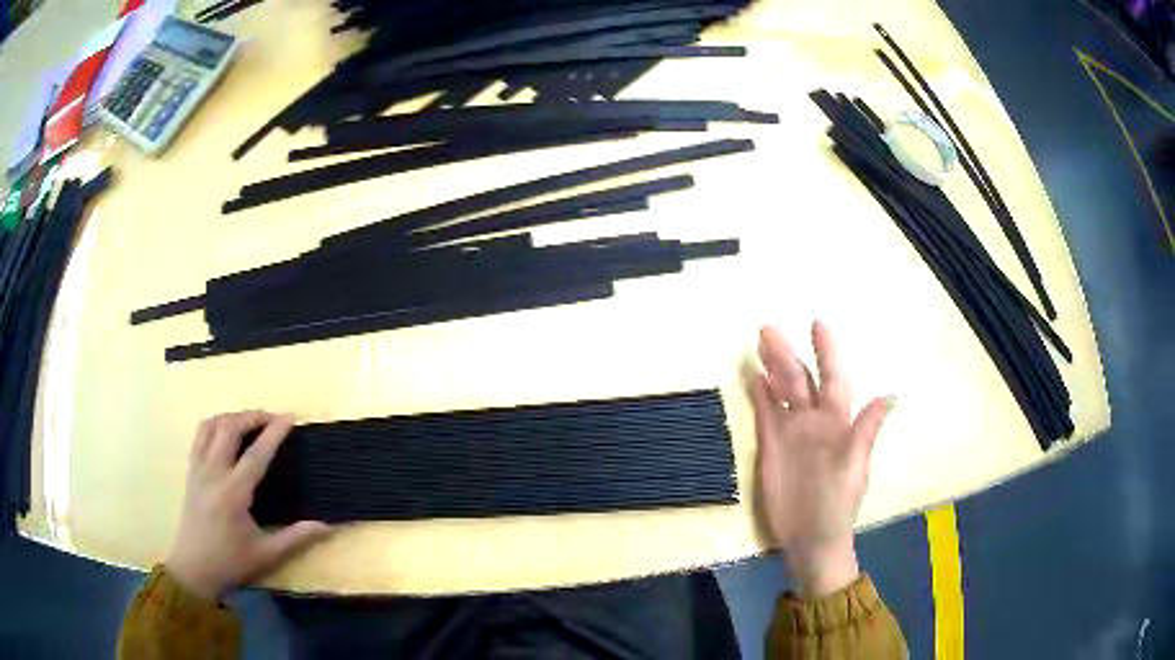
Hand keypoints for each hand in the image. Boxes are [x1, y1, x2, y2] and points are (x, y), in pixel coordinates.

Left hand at [166, 412, 329, 600]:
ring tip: (249, 423)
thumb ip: (296, 538)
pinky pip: (199, 436)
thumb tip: (326, 527)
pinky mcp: (190, 472)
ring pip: (211, 426)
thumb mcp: (267, 555)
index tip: (290, 417)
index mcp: (233, 493)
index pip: (256, 454)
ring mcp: (198, 469)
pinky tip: (225, 434)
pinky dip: (214, 425)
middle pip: (230, 428)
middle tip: (272, 419)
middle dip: (252, 416)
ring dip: (232, 417)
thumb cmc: (231, 563)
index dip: (274, 433)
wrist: (194, 569)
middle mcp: (213, 473)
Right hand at [751, 321, 893, 596]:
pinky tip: (755, 378)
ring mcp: (792, 433)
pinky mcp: (771, 447)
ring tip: (760, 343)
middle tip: (769, 329)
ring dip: (773, 368)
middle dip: (788, 354)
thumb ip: (865, 430)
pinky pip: (766, 415)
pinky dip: (761, 396)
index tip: (817, 324)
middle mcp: (814, 421)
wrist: (811, 536)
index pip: (832, 379)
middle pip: (800, 380)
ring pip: (782, 392)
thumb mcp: (855, 466)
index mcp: (837, 422)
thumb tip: (890, 395)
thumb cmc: (838, 503)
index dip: (827, 353)